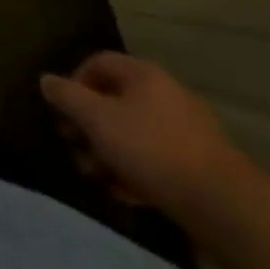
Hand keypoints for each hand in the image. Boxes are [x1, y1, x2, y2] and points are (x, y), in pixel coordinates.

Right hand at [40, 52, 251, 218]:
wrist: (224, 205)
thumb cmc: (151, 149)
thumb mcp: (97, 118)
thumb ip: (67, 96)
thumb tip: (46, 80)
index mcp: (143, 75)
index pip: (97, 63)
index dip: (73, 83)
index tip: (63, 112)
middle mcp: (165, 95)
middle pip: (113, 101)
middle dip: (88, 126)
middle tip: (75, 148)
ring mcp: (185, 131)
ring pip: (132, 133)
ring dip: (107, 152)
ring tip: (97, 177)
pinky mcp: (197, 165)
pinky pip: (154, 159)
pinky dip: (134, 171)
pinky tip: (124, 193)